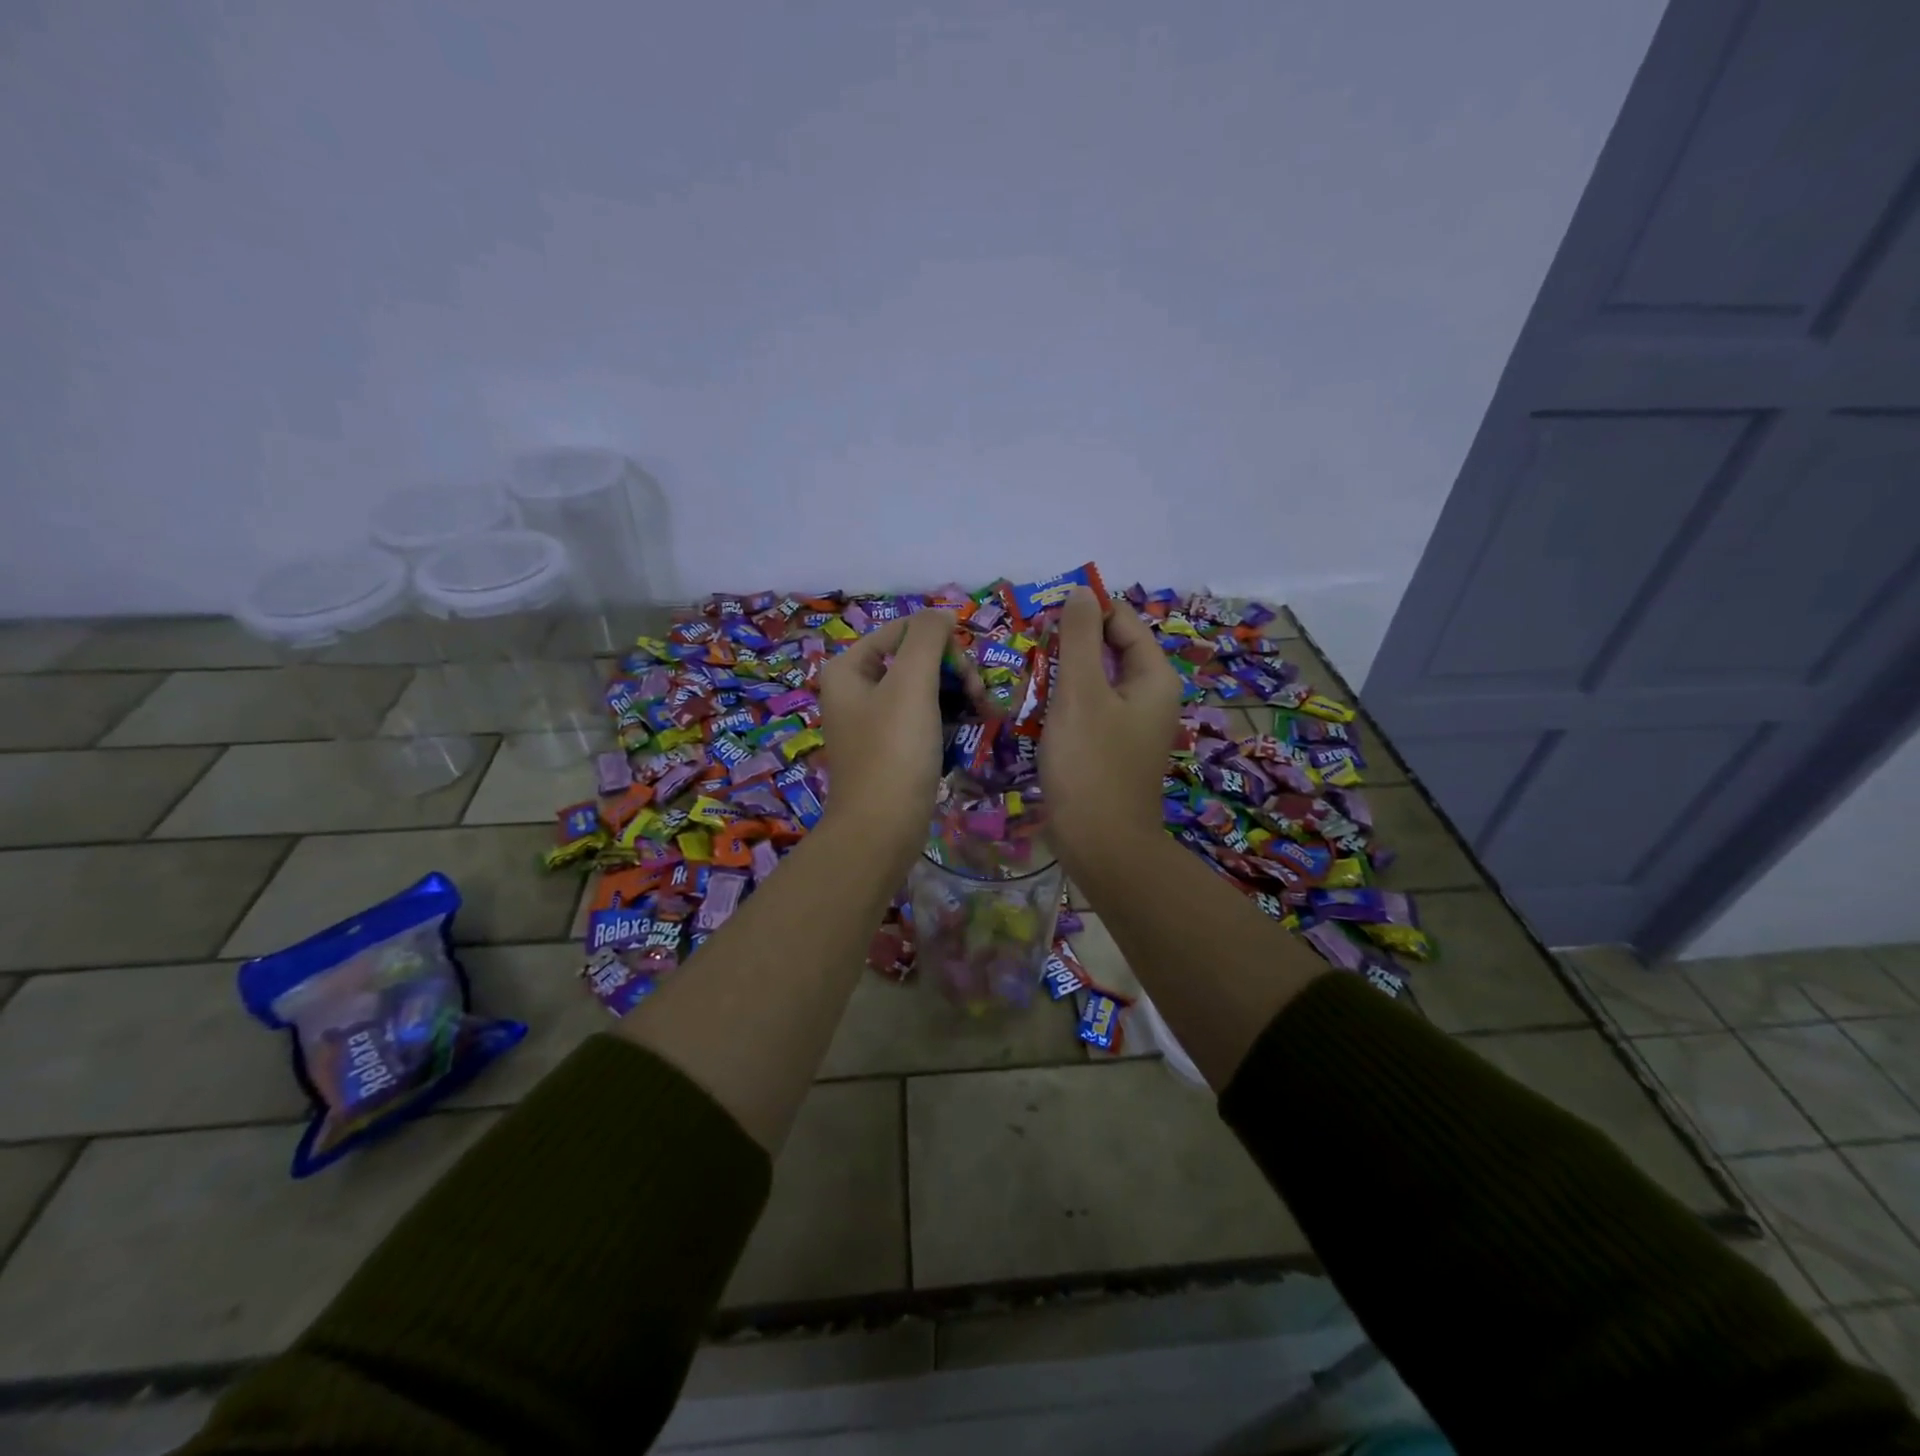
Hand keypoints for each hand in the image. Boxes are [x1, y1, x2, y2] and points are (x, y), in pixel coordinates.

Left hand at [816, 608, 954, 868]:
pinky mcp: (892, 749)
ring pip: (925, 689)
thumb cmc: (894, 752)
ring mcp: (874, 722)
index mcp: (849, 668)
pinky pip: (925, 718)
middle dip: (953, 672)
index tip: (968, 672)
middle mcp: (856, 690)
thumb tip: (942, 614)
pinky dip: (949, 718)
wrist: (881, 831)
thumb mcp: (911, 684)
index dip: (942, 643)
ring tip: (986, 714)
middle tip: (980, 697)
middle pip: (916, 659)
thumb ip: (927, 638)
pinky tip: (975, 728)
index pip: (904, 630)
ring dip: (958, 695)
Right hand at [1041, 585, 1181, 863]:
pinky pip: (1088, 710)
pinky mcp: (1110, 748)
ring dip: (1061, 674)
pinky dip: (1063, 703)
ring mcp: (1130, 725)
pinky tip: (1034, 710)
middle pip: (1108, 650)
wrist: (1101, 845)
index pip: (1122, 621)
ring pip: (1094, 682)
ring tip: (1024, 675)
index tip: (1041, 615)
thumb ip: (1079, 637)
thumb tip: (1081, 591)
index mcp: (1153, 677)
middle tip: (1026, 647)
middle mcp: (1149, 697)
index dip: (1085, 610)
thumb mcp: (1080, 692)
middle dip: (1068, 643)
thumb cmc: (1091, 764)